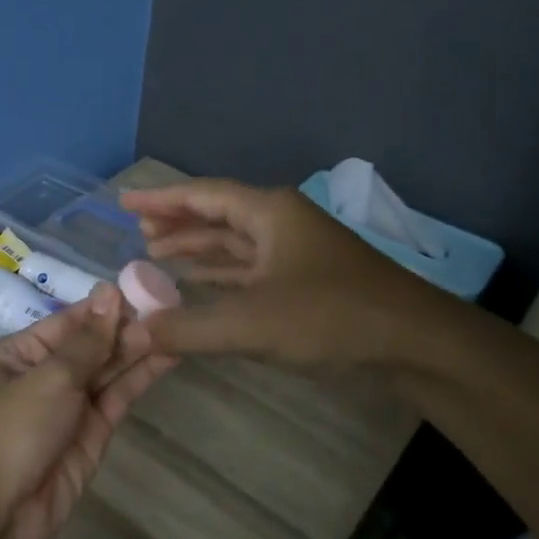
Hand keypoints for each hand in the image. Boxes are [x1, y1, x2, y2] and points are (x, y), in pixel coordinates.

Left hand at [0, 285, 174, 538]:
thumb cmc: (10, 429)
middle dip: (126, 328)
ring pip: (109, 371)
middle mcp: (45, 376)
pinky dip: (140, 379)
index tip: (144, 288)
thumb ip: (88, 341)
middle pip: (91, 345)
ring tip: (177, 325)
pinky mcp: (92, 436)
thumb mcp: (48, 377)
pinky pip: (117, 399)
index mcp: (21, 354)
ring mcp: (70, 407)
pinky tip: (167, 358)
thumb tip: (109, 292)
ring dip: (139, 350)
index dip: (105, 307)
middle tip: (171, 307)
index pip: (69, 322)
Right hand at [117, 179, 443, 364]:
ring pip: (235, 243)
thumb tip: (133, 331)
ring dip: (197, 248)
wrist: (414, 342)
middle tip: (137, 232)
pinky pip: (250, 268)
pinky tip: (199, 285)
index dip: (161, 200)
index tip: (125, 203)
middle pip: (218, 215)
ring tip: (156, 254)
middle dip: (177, 223)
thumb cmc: (330, 317)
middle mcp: (281, 223)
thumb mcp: (250, 323)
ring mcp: (296, 252)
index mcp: (269, 213)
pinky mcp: (306, 281)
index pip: (203, 196)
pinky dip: (221, 274)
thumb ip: (186, 328)